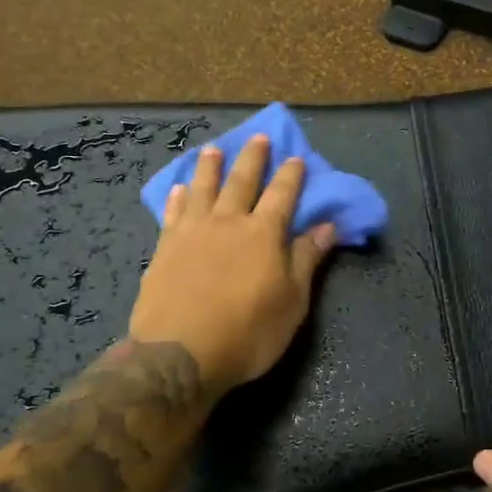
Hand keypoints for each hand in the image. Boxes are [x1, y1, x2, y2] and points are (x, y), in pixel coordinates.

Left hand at [129, 135, 337, 394]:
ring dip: (210, 167)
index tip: (295, 157)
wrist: (181, 354)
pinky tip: (179, 188)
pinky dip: (178, 197)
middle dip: (253, 158)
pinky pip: (173, 212)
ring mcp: (192, 232)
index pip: (282, 195)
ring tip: (213, 149)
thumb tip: (327, 227)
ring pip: (203, 188)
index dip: (291, 175)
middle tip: (257, 137)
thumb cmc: (248, 333)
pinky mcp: (165, 248)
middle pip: (242, 181)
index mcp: (264, 234)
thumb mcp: (292, 303)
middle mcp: (228, 222)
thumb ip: (307, 260)